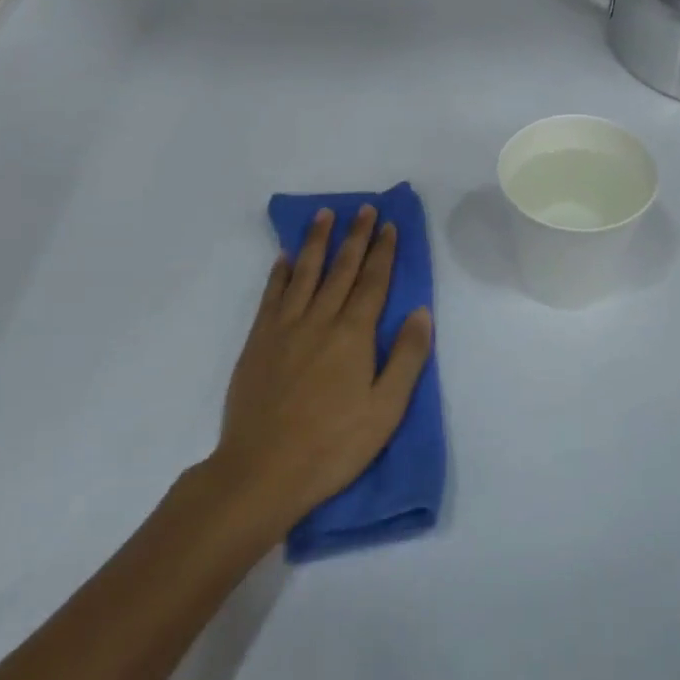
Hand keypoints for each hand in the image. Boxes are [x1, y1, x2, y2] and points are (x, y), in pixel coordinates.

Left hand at [215, 206, 432, 531]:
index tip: (389, 225)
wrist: (262, 470)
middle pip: (341, 269)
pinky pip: (272, 295)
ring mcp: (284, 328)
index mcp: (353, 335)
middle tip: (364, 209)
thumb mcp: (386, 409)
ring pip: (304, 273)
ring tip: (325, 215)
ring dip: (316, 241)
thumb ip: (406, 357)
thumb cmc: (333, 445)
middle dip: (355, 237)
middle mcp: (319, 320)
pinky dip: (279, 272)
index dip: (383, 252)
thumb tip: (421, 311)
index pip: (373, 282)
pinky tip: (284, 257)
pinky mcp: (258, 342)